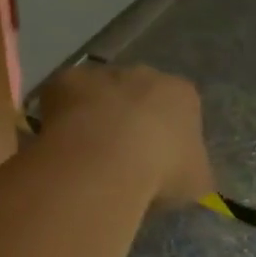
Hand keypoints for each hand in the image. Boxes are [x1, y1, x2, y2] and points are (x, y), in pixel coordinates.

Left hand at [37, 63, 213, 208]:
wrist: (107, 159)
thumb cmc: (161, 171)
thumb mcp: (195, 183)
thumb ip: (193, 172)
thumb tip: (186, 174)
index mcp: (183, 95)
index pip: (180, 109)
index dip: (166, 136)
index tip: (156, 162)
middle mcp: (145, 74)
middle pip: (138, 95)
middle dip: (129, 119)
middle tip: (118, 157)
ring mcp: (103, 74)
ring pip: (99, 93)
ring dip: (94, 115)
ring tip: (86, 154)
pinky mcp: (66, 80)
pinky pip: (64, 97)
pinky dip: (61, 115)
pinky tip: (60, 143)